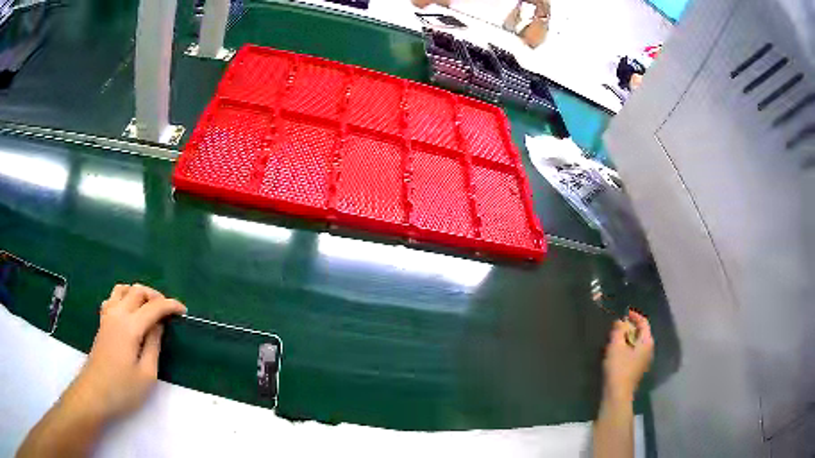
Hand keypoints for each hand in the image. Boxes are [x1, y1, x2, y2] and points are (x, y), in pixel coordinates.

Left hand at [69, 284, 185, 420]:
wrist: (94, 393)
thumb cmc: (123, 389)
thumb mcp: (146, 374)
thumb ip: (154, 345)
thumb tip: (158, 326)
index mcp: (130, 326)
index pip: (153, 307)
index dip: (170, 305)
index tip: (183, 311)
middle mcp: (117, 313)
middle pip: (137, 291)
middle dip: (155, 296)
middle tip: (167, 311)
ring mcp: (107, 316)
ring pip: (123, 289)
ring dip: (138, 293)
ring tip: (149, 307)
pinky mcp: (102, 323)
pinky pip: (113, 298)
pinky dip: (124, 297)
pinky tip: (129, 311)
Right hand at [602, 310, 653, 402]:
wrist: (617, 394)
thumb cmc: (618, 368)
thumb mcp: (616, 345)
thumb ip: (619, 330)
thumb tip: (620, 321)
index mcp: (647, 341)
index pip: (643, 322)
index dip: (634, 316)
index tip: (623, 313)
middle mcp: (649, 349)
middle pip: (641, 333)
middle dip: (630, 328)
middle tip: (616, 327)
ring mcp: (645, 361)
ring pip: (638, 343)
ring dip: (628, 338)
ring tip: (615, 339)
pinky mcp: (638, 369)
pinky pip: (635, 353)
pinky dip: (628, 348)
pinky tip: (617, 353)